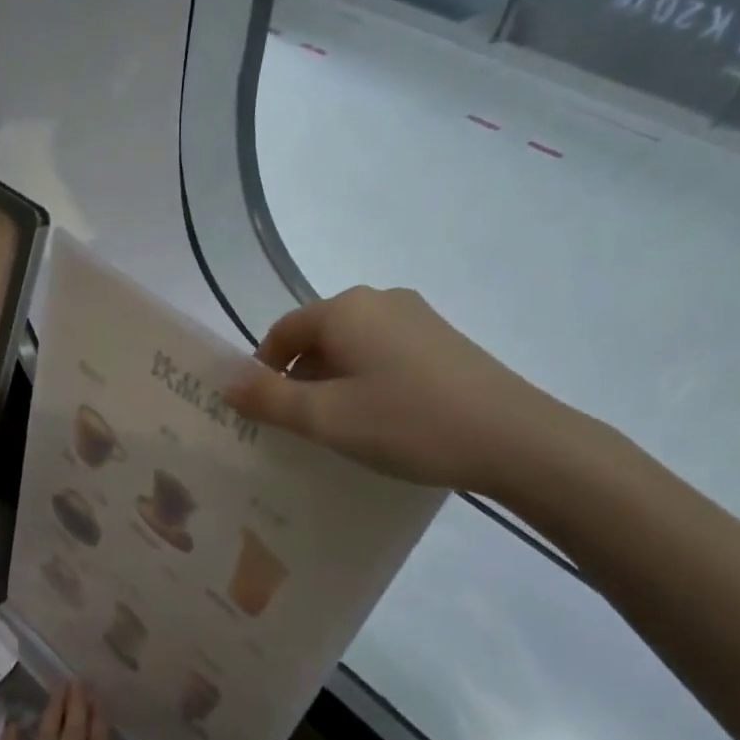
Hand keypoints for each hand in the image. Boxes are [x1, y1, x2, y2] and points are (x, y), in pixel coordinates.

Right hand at [223, 285, 566, 496]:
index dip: (262, 371)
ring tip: (340, 429)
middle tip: (299, 429)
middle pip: (317, 337)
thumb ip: (268, 398)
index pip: (282, 332)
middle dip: (299, 380)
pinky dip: (367, 382)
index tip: (262, 415)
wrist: (515, 439)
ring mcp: (417, 317)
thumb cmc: (407, 423)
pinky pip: (384, 355)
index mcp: (345, 309)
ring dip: (333, 383)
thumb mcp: (325, 418)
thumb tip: (225, 380)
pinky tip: (382, 420)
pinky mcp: (443, 340)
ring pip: (352, 347)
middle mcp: (379, 299)